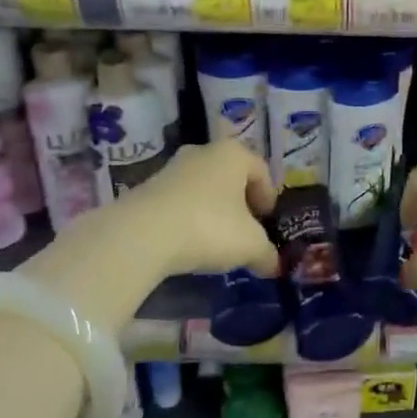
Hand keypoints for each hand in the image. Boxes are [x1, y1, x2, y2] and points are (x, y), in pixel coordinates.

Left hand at [118, 139, 280, 277]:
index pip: (261, 170)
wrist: (142, 234)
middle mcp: (203, 151)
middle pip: (230, 175)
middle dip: (240, 201)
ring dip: (213, 209)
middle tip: (246, 228)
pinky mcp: (147, 187)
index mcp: (234, 154)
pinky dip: (189, 216)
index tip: (268, 220)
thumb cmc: (210, 227)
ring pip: (203, 186)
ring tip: (216, 238)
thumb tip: (274, 266)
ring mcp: (172, 167)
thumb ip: (267, 254)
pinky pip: (179, 200)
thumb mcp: (250, 245)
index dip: (269, 196)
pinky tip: (189, 240)